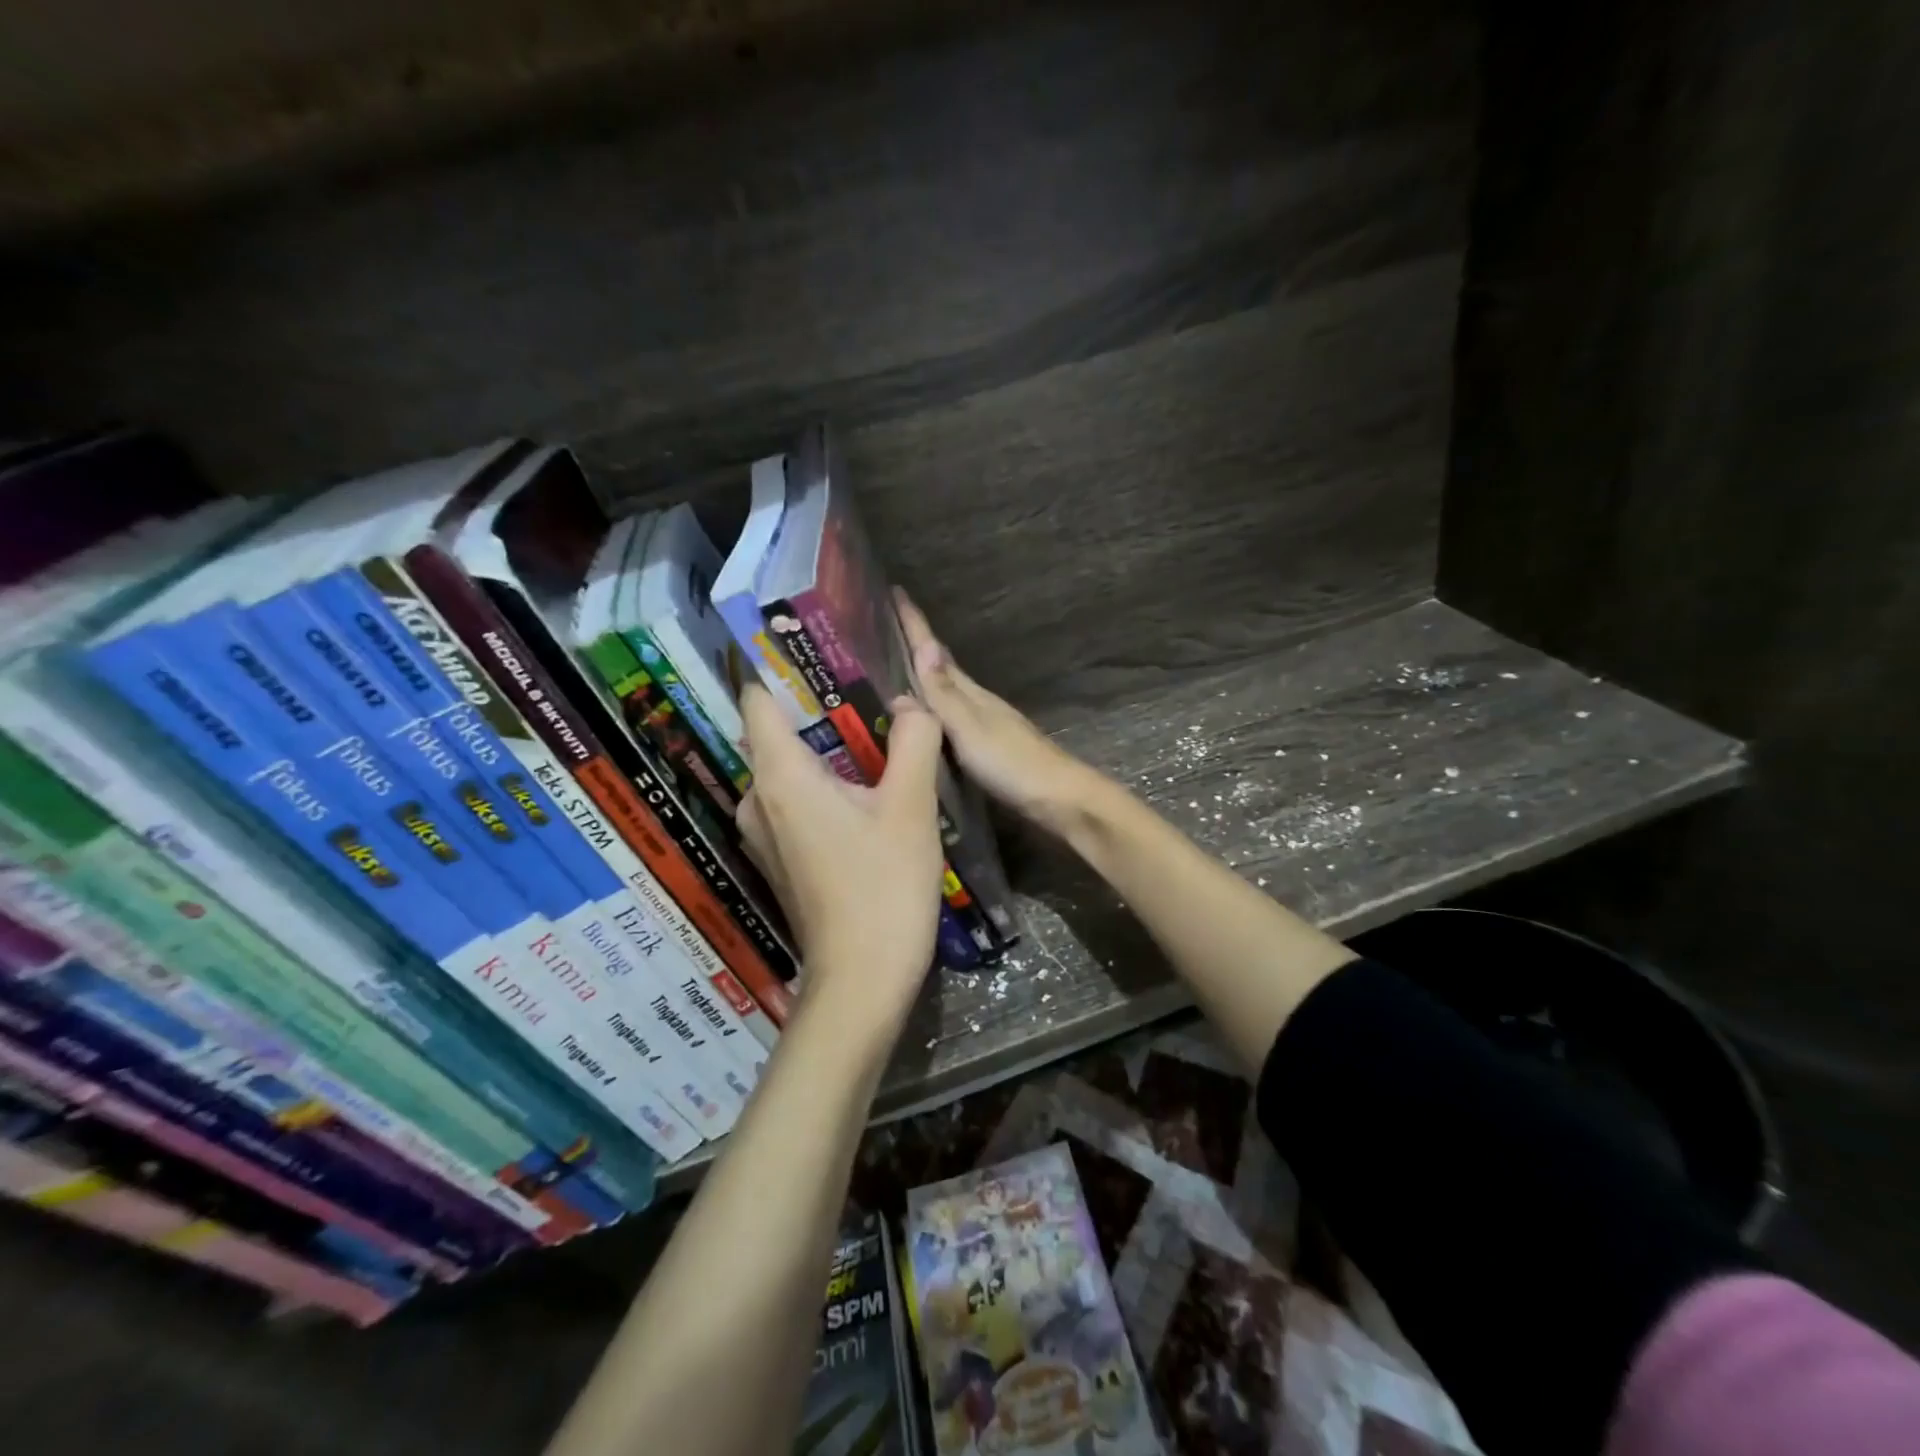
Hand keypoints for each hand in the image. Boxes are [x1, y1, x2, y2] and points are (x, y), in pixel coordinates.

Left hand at [736, 682, 945, 1036]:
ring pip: (789, 768)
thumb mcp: (911, 806)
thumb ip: (914, 740)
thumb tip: (911, 703)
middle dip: (818, 707)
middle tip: (868, 686)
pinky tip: (866, 787)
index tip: (814, 643)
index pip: (758, 697)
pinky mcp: (779, 857)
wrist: (862, 979)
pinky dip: (822, 783)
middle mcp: (757, 797)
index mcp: (780, 775)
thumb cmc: (884, 887)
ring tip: (875, 732)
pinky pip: (794, 800)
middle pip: (776, 732)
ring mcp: (763, 832)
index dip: (780, 665)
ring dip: (825, 749)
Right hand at [894, 589, 1109, 836]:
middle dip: (914, 645)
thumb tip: (923, 647)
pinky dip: (933, 709)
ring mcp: (984, 724)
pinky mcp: (986, 748)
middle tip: (882, 627)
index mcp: (970, 693)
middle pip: (941, 667)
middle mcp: (976, 702)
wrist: (1058, 799)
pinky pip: (951, 718)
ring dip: (922, 677)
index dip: (914, 624)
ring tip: (893, 670)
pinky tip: (925, 719)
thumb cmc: (1012, 763)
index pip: (935, 651)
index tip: (892, 591)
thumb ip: (945, 694)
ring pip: (946, 692)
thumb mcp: (971, 728)